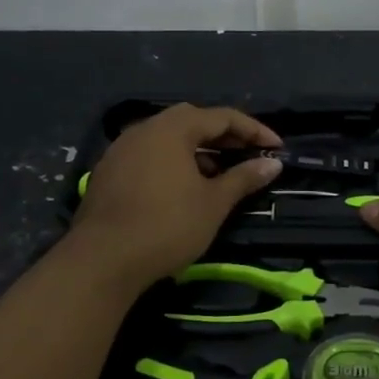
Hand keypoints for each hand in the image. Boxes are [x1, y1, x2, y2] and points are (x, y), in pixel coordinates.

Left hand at [67, 104, 281, 289]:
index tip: (277, 147)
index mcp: (172, 129)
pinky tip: (183, 188)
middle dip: (224, 135)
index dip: (254, 130)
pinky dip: (173, 162)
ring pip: (168, 138)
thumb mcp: (214, 203)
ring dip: (197, 150)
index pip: (222, 117)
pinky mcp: (108, 172)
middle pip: (192, 121)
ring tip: (218, 174)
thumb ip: (244, 177)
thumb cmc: (167, 226)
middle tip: (247, 154)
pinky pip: (149, 155)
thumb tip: (272, 163)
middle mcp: (144, 129)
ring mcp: (121, 149)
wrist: (102, 261)